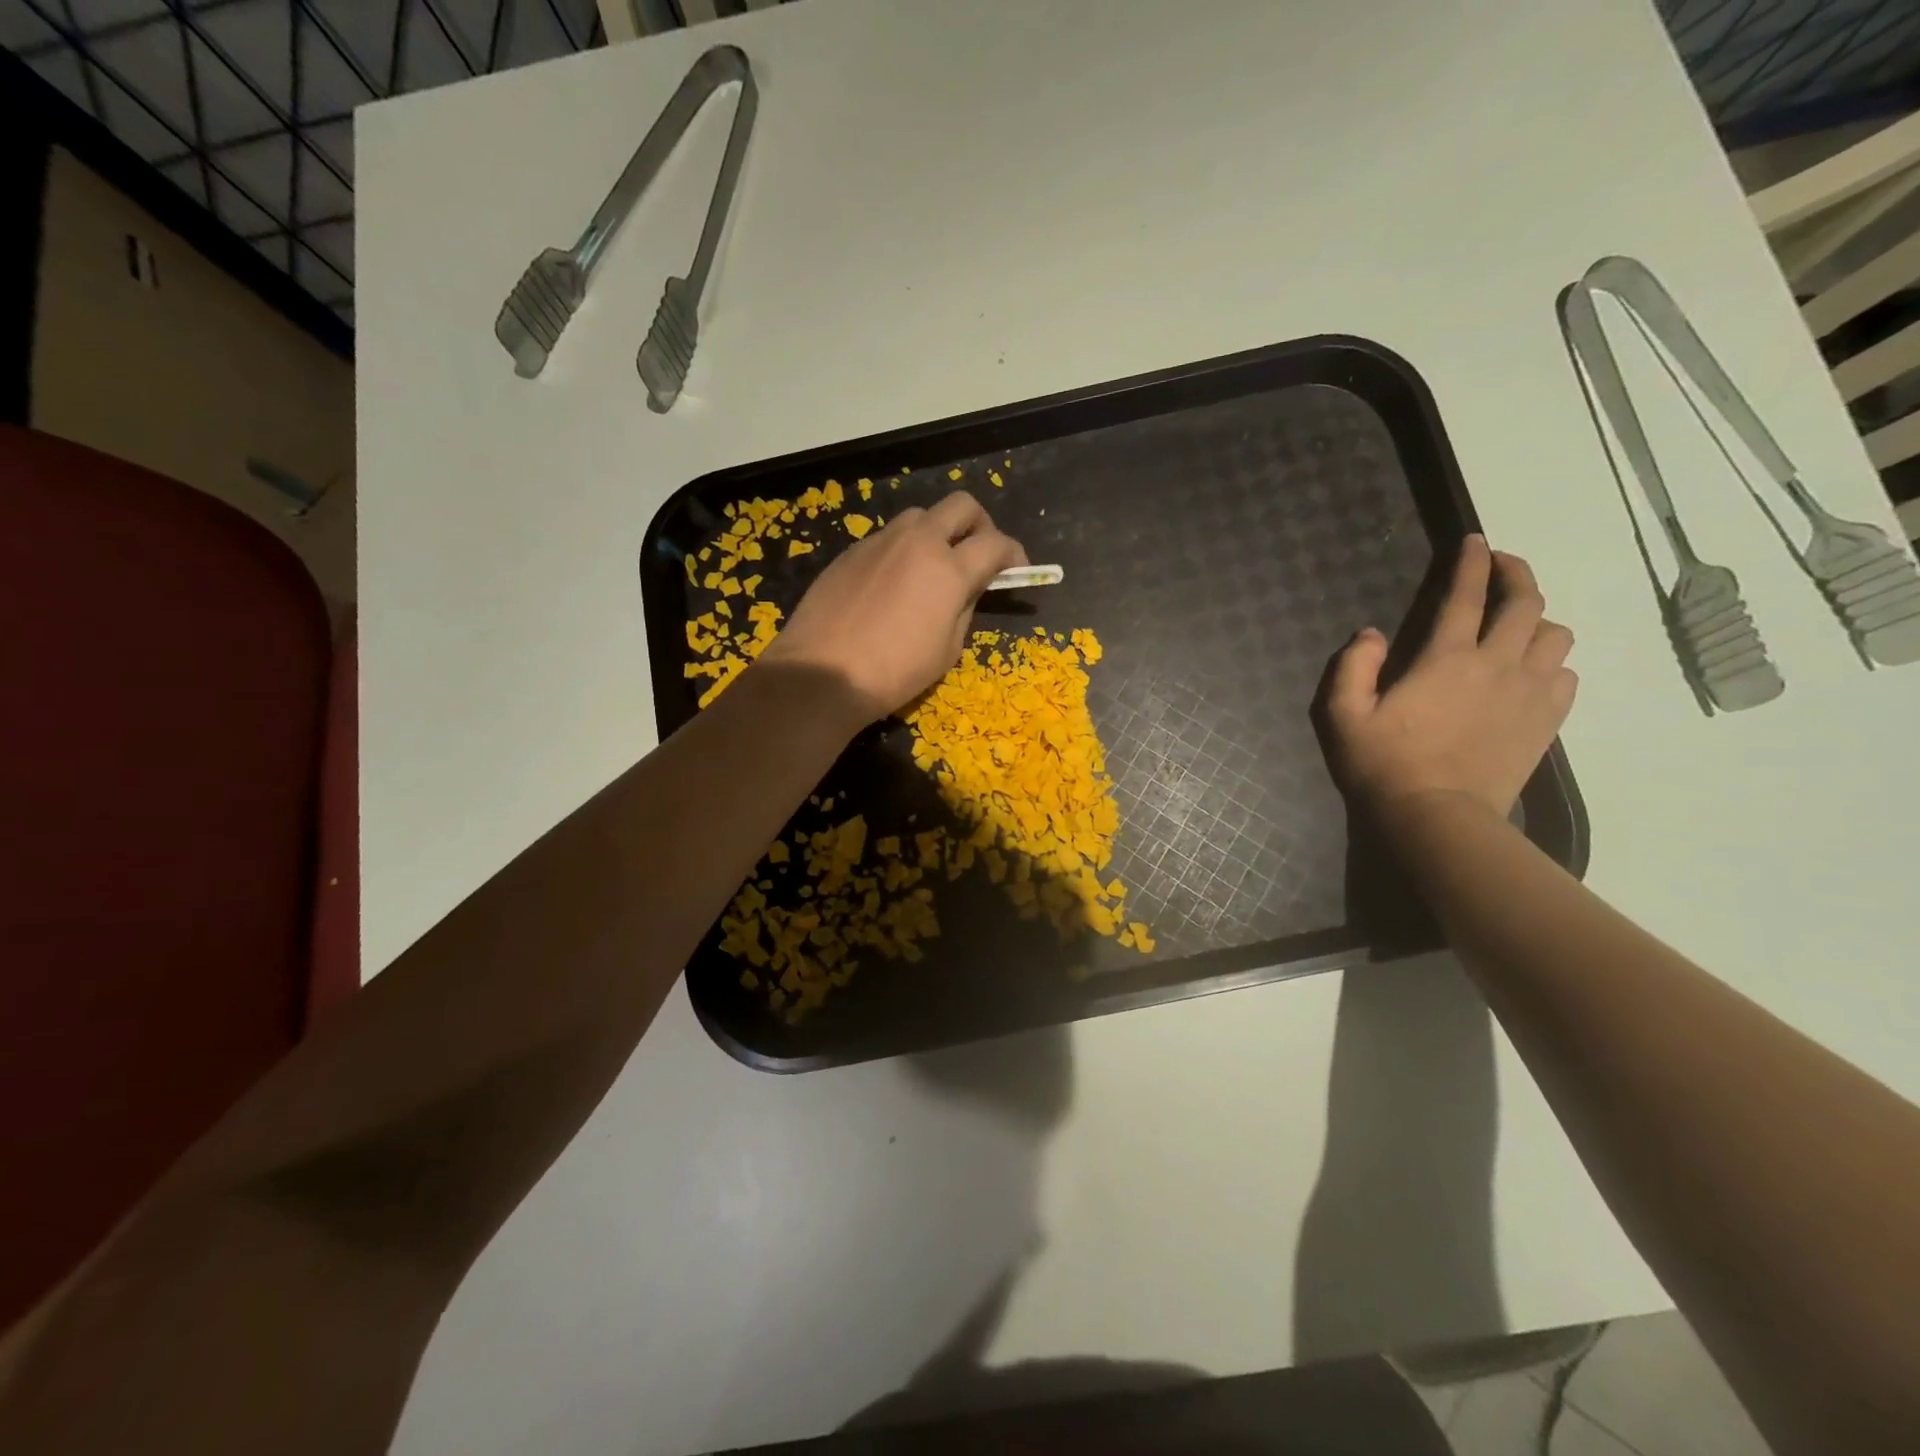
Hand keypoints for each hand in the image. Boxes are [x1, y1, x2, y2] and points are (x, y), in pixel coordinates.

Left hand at [762, 491, 1026, 722]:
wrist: (823, 673)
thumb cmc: (894, 672)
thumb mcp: (947, 649)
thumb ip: (964, 608)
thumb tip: (966, 590)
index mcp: (948, 569)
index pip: (996, 543)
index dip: (1014, 554)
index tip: (1017, 570)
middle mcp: (917, 542)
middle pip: (961, 505)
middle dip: (980, 524)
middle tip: (979, 554)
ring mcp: (880, 542)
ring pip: (921, 516)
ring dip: (938, 532)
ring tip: (933, 567)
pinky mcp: (851, 552)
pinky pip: (887, 538)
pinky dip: (903, 550)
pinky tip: (894, 584)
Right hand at [1323, 535, 1576, 819]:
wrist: (1437, 817)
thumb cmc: (1383, 764)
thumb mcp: (1344, 715)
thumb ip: (1353, 667)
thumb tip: (1371, 634)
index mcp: (1446, 658)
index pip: (1466, 595)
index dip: (1472, 563)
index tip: (1475, 541)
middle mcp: (1497, 664)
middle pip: (1527, 603)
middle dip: (1517, 574)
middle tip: (1503, 566)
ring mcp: (1530, 693)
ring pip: (1556, 635)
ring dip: (1538, 621)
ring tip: (1518, 627)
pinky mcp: (1547, 721)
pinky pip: (1566, 675)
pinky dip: (1551, 663)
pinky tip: (1532, 672)